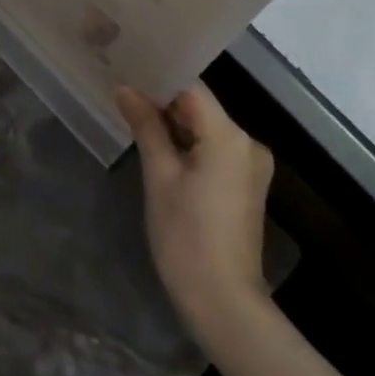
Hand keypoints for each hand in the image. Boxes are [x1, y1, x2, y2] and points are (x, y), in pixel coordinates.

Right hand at [117, 82, 274, 350]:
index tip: (127, 72)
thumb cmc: (186, 237)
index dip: (158, 79)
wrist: (223, 303)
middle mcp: (247, 142)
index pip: (191, 88)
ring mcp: (251, 165)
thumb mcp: (159, 177)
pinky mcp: (246, 184)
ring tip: (134, 117)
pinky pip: (214, 149)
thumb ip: (146, 126)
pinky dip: (189, 145)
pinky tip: (161, 148)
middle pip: (200, 106)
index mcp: (229, 135)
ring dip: (174, 124)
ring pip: (206, 128)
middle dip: (163, 101)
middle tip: (123, 94)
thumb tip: (125, 89)